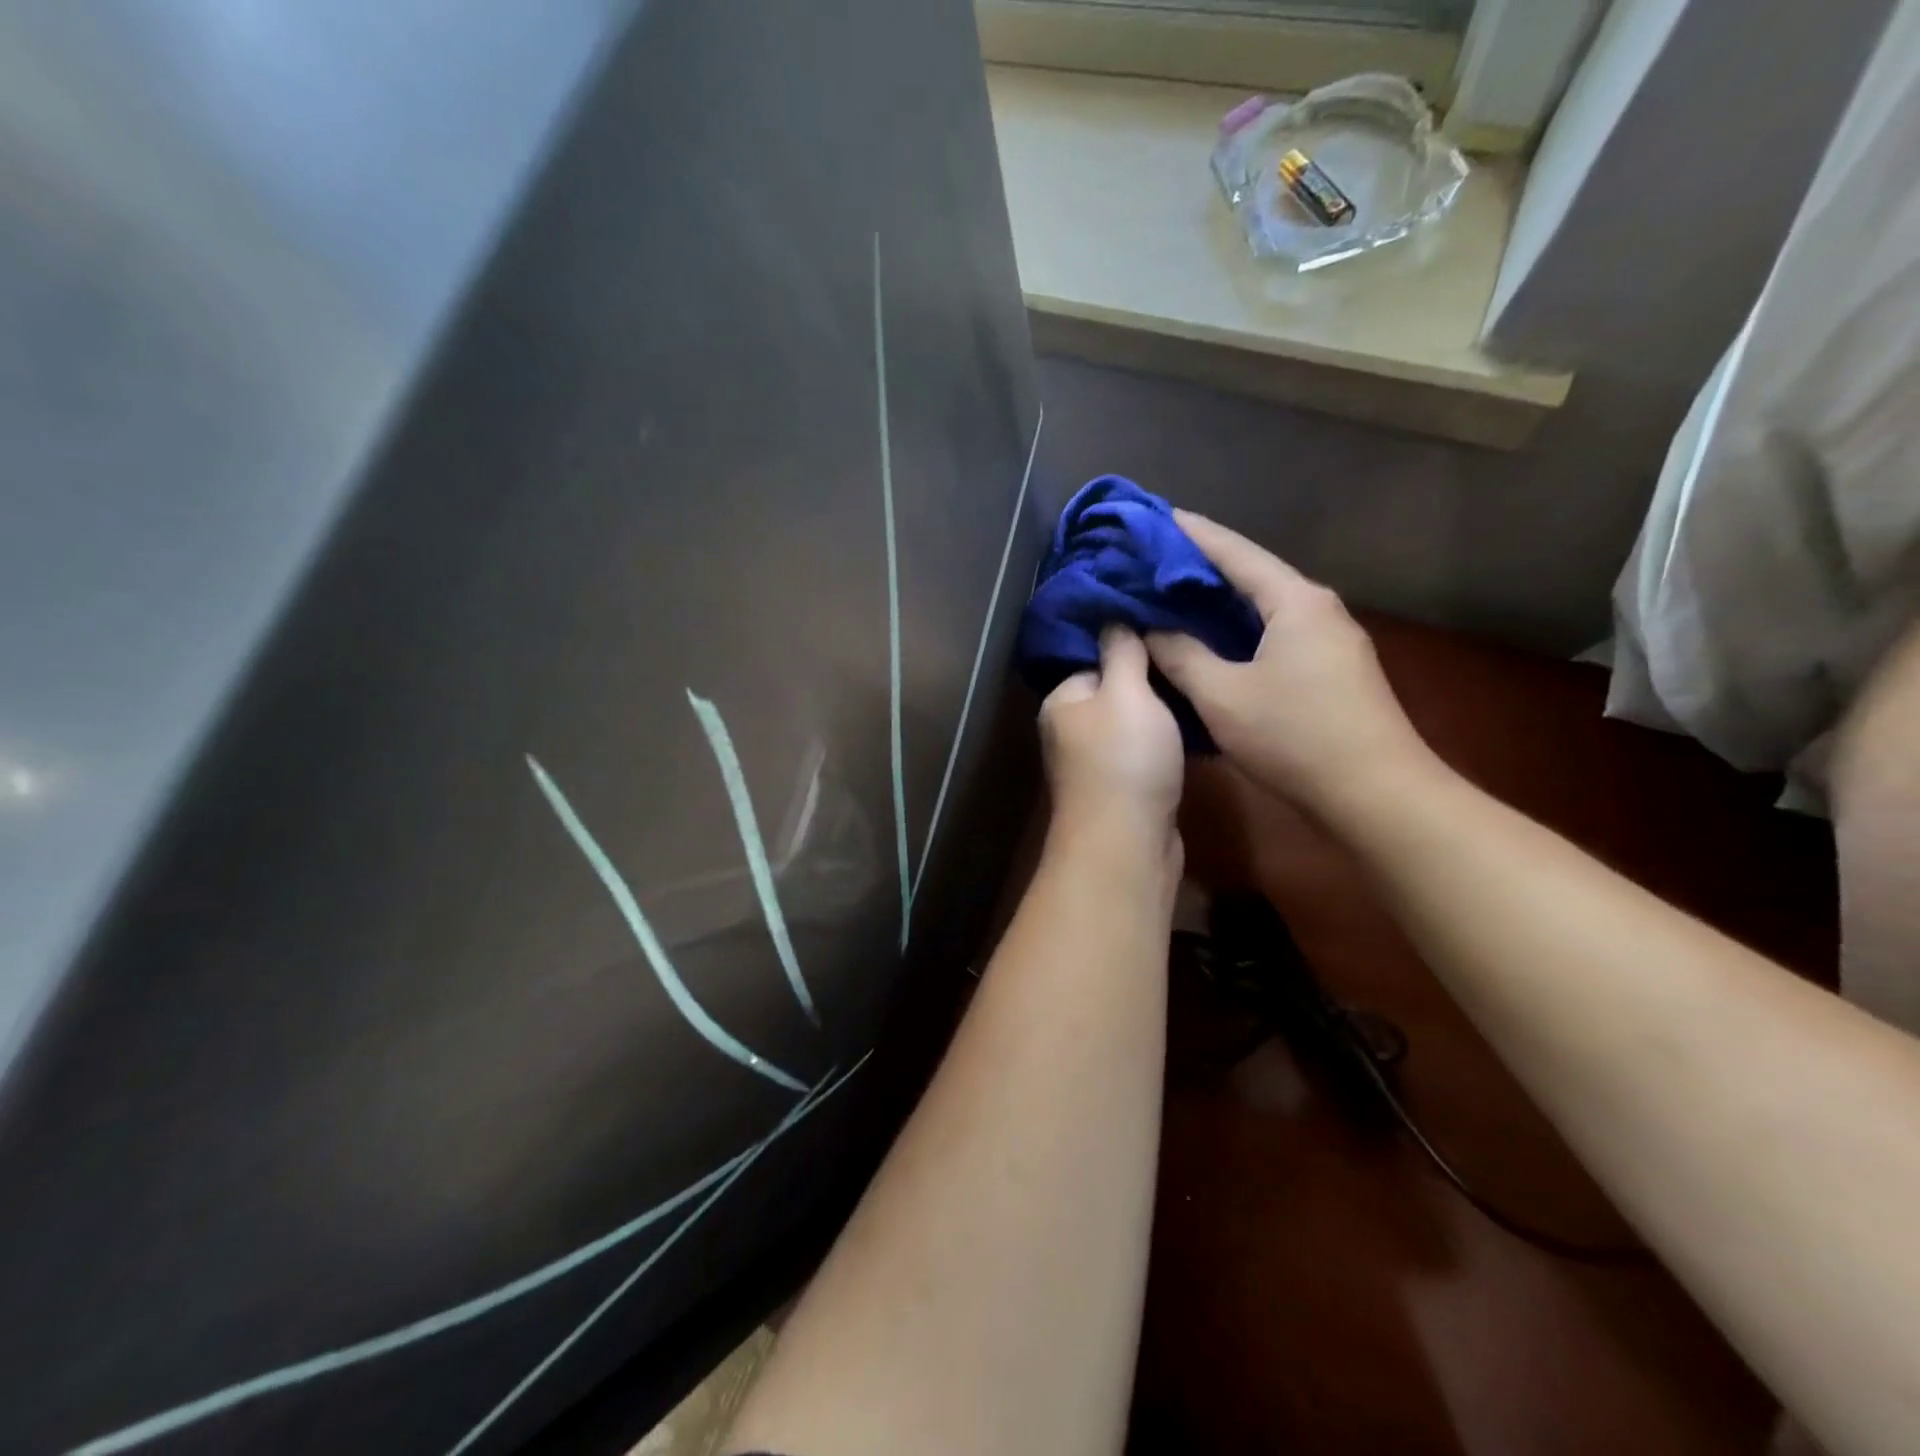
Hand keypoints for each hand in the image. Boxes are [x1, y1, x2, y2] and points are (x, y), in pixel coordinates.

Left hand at [1039, 626, 1183, 852]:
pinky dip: (1167, 744)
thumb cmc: (1124, 758)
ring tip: (1202, 691)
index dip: (1131, 647)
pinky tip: (1197, 733)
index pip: (1095, 659)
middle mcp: (1072, 730)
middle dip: (1152, 681)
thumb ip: (1121, 652)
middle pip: (1116, 692)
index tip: (1171, 634)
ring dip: (1163, 714)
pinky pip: (1146, 753)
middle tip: (1194, 662)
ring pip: (1134, 724)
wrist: (1128, 843)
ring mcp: (1095, 762)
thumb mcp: (1126, 692)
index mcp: (1063, 701)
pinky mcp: (1123, 787)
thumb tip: (1113, 618)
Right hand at [1146, 510, 1437, 822]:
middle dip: (1200, 567)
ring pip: (1263, 607)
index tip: (1153, 517)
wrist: (1376, 794)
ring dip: (1218, 602)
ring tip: (1170, 598)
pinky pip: (1273, 633)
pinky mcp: (1330, 669)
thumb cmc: (1294, 736)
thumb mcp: (1222, 695)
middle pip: (1250, 575)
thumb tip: (1151, 629)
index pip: (1233, 551)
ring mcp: (1329, 640)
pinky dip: (1236, 630)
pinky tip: (1209, 641)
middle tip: (1150, 562)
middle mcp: (1317, 608)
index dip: (1191, 534)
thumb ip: (1180, 655)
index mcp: (1294, 600)